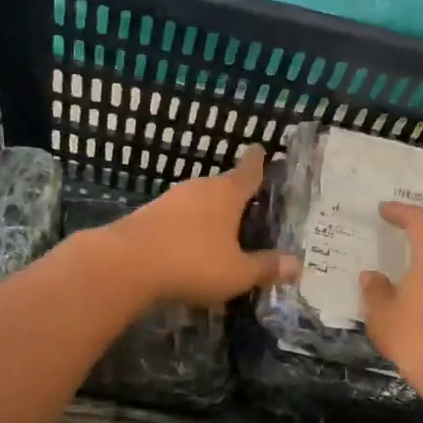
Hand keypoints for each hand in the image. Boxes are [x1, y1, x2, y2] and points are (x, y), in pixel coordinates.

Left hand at [106, 146, 297, 308]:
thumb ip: (265, 267)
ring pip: (197, 201)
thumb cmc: (192, 263)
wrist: (124, 264)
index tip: (261, 149)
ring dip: (208, 212)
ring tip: (221, 228)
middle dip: (235, 194)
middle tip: (250, 204)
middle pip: (222, 185)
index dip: (258, 161)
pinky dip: (187, 226)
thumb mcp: (236, 273)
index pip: (248, 170)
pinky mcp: (147, 215)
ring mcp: (169, 199)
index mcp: (226, 194)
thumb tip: (297, 264)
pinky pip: (177, 217)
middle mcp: (198, 188)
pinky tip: (189, 244)